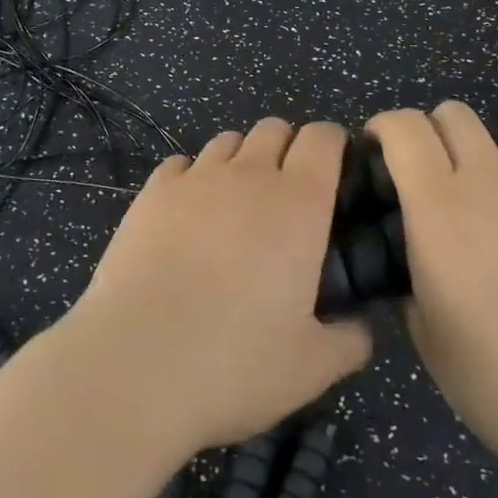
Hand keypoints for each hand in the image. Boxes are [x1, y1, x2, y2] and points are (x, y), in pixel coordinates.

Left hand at [64, 119, 372, 454]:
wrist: (136, 363)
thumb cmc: (235, 363)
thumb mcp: (311, 368)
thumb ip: (349, 340)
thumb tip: (361, 328)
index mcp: (299, 203)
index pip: (323, 138)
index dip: (333, 145)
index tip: (335, 173)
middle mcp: (250, 175)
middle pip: (275, 129)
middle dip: (288, 149)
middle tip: (287, 198)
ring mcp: (196, 178)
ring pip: (228, 140)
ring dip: (242, 160)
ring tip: (237, 205)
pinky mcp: (152, 192)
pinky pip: (182, 163)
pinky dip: (193, 178)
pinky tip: (189, 215)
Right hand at [369, 102, 497, 497]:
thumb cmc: (495, 382)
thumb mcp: (422, 328)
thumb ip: (408, 265)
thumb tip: (410, 244)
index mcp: (440, 210)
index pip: (405, 127)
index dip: (383, 127)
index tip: (374, 153)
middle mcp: (491, 185)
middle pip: (453, 114)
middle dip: (428, 132)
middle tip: (421, 180)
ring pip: (495, 154)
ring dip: (474, 175)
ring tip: (482, 237)